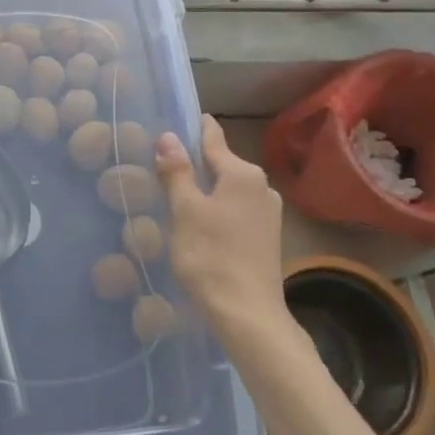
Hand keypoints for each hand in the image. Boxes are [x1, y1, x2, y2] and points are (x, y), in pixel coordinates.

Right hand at [156, 115, 287, 337]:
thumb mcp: (184, 211)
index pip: (213, 138)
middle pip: (222, 163)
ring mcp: (269, 212)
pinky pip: (237, 209)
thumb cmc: (211, 256)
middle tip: (165, 162)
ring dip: (207, 188)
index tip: (176, 119)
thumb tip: (168, 136)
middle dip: (196, 162)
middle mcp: (261, 185)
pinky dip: (218, 208)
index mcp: (242, 173)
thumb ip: (177, 171)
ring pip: (229, 188)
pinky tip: (200, 222)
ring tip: (178, 193)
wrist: (248, 314)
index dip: (194, 128)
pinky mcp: (268, 236)